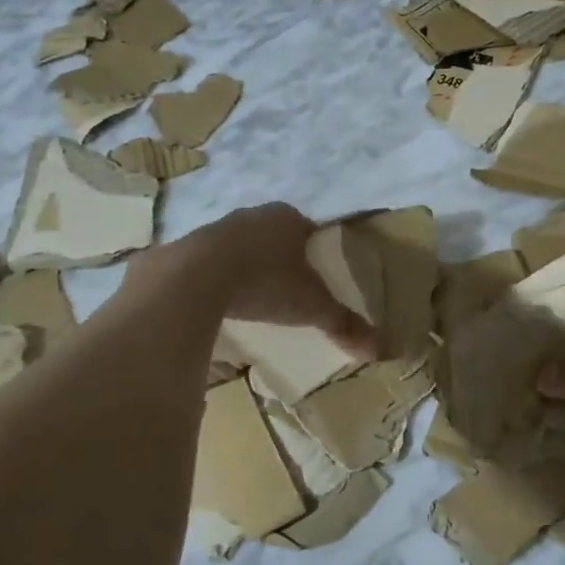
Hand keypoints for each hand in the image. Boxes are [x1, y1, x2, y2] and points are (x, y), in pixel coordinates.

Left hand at [168, 203, 376, 359]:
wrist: (195, 278)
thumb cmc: (265, 282)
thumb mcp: (311, 306)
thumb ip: (342, 324)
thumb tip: (377, 349)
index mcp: (287, 218)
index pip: (309, 229)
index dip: (315, 251)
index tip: (317, 276)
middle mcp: (252, 215)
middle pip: (274, 236)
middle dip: (281, 258)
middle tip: (289, 290)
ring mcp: (216, 229)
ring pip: (241, 247)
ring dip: (248, 267)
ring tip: (255, 299)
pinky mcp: (187, 249)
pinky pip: (210, 263)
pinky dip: (219, 279)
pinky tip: (221, 302)